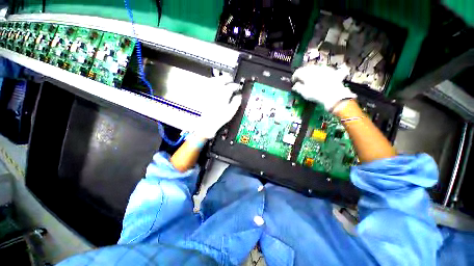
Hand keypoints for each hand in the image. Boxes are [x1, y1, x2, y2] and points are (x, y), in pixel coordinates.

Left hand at [192, 77, 241, 138]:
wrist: (207, 122)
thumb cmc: (218, 118)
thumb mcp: (231, 111)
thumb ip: (236, 101)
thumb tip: (239, 96)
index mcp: (224, 92)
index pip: (233, 86)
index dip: (237, 86)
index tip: (239, 88)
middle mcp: (216, 89)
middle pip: (223, 78)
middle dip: (229, 79)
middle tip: (232, 81)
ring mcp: (208, 90)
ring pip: (215, 79)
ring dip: (221, 79)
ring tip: (224, 81)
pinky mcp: (203, 92)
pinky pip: (208, 83)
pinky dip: (213, 82)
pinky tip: (214, 84)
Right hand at [291, 64, 355, 110]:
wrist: (333, 94)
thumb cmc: (315, 94)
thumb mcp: (303, 92)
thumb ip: (297, 87)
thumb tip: (295, 85)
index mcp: (305, 73)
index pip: (297, 72)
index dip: (294, 77)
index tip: (293, 82)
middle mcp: (314, 68)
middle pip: (305, 69)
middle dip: (302, 74)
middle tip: (300, 80)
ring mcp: (323, 68)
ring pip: (314, 68)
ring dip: (310, 72)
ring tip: (309, 79)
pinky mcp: (330, 70)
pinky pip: (322, 69)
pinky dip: (318, 72)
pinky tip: (319, 77)